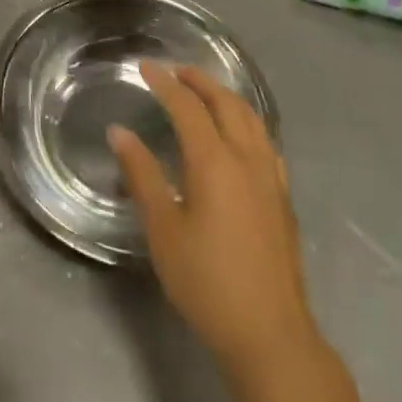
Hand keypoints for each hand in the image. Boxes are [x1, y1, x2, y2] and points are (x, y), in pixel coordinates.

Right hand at [110, 63, 318, 373]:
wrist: (270, 333)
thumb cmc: (206, 281)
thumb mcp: (163, 229)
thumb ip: (141, 175)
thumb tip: (119, 132)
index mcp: (214, 162)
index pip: (187, 107)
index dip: (164, 83)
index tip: (145, 67)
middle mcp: (247, 159)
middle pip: (226, 103)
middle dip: (200, 81)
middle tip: (175, 71)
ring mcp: (270, 177)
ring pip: (252, 118)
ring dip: (226, 96)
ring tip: (205, 92)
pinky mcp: (282, 197)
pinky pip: (265, 140)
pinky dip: (247, 121)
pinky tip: (239, 135)